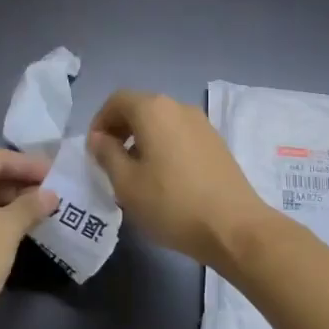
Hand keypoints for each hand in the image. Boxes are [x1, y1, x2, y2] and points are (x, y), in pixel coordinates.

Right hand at [87, 90, 273, 269]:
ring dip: (142, 140)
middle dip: (120, 130)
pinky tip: (164, 179)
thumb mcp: (126, 183)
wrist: (234, 228)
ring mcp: (202, 124)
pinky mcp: (216, 143)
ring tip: (136, 174)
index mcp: (153, 109)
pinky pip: (180, 135)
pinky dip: (164, 147)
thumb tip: (99, 138)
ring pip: (161, 123)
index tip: (94, 151)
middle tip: (110, 162)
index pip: (116, 100)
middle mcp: (178, 107)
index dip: (100, 121)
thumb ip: (107, 154)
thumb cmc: (172, 203)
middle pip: (140, 108)